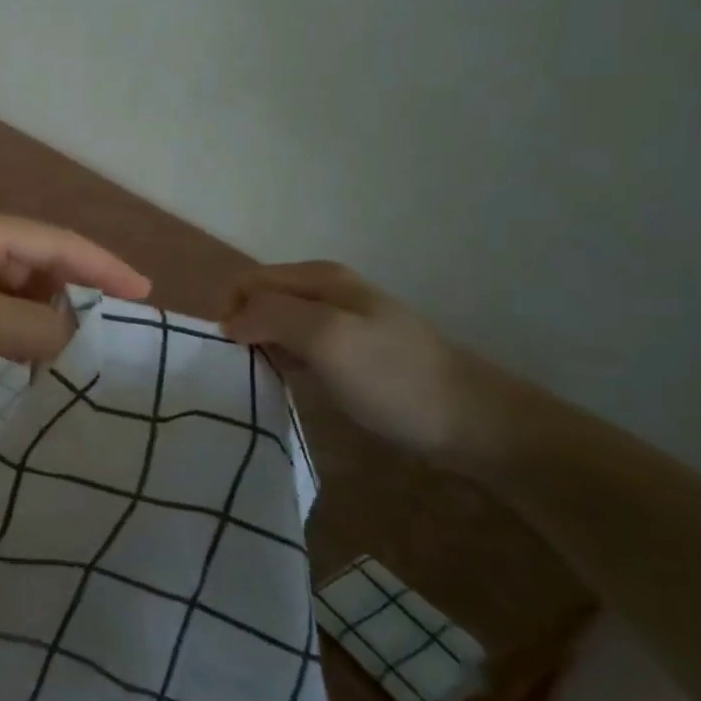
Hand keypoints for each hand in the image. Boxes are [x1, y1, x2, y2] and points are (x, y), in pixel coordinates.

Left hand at [0, 212, 150, 406]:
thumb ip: (39, 330)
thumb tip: (76, 340)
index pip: (58, 242)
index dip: (104, 266)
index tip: (143, 295)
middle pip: (39, 264)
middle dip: (74, 295)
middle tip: (107, 334)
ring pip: (16, 291)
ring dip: (43, 318)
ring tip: (69, 353)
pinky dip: (15, 331)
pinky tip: (25, 358)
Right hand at [221, 261, 519, 468]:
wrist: (471, 422)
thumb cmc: (394, 377)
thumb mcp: (327, 337)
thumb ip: (272, 316)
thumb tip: (229, 321)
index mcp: (319, 277)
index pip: (248, 281)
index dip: (231, 312)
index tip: (232, 354)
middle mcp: (326, 290)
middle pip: (261, 300)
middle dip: (244, 329)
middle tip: (246, 371)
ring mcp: (340, 322)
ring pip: (277, 325)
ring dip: (262, 348)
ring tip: (264, 382)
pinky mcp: (349, 353)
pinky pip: (298, 348)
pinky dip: (284, 363)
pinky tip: (291, 387)